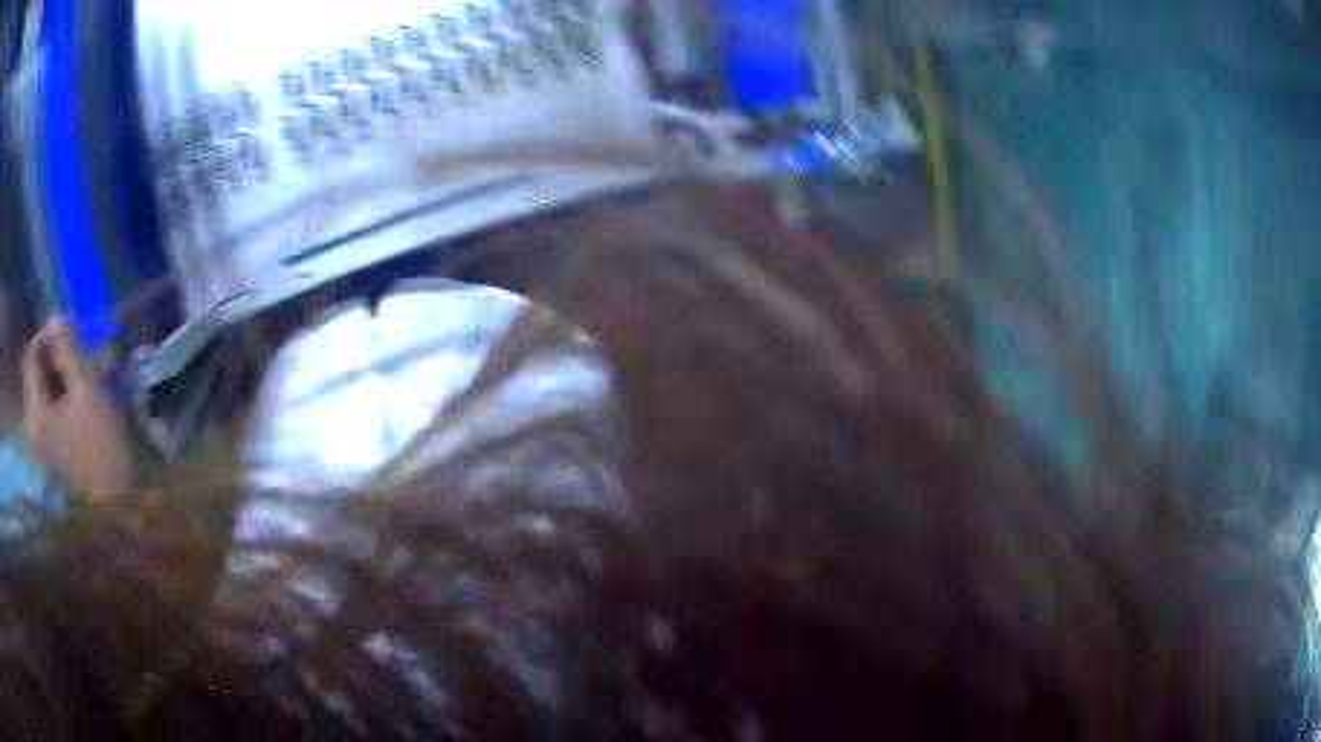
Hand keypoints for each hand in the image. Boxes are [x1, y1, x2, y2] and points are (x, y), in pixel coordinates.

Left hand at [22, 318, 131, 500]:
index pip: (30, 357)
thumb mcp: (86, 390)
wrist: (117, 499)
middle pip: (34, 372)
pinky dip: (59, 390)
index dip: (45, 335)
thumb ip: (67, 351)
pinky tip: (77, 392)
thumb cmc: (101, 444)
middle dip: (52, 354)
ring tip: (80, 369)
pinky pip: (47, 405)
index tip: (66, 327)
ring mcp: (39, 439)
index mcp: (36, 414)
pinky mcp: (48, 446)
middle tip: (75, 347)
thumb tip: (55, 318)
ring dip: (57, 371)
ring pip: (41, 388)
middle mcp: (32, 425)